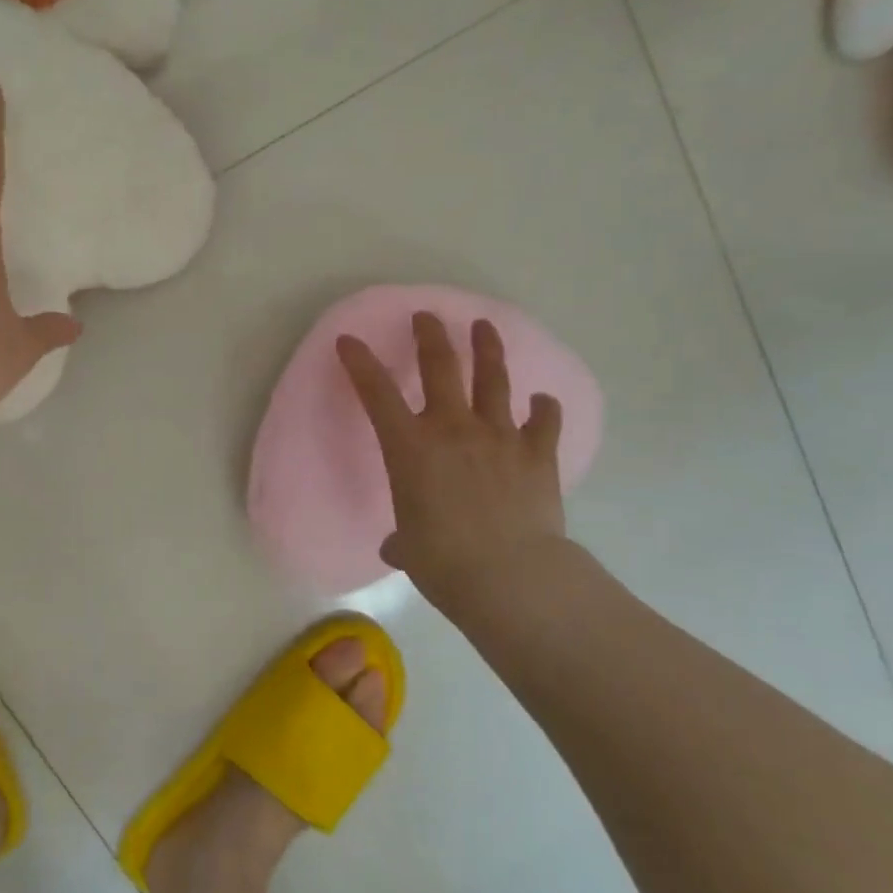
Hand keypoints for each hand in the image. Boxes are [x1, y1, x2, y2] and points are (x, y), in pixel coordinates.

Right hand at [337, 313, 566, 616]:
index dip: (360, 363)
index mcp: (411, 447)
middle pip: (440, 366)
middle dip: (430, 336)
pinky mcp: (538, 453)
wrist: (509, 575)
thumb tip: (400, 547)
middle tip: (427, 317)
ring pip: (493, 379)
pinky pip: (544, 421)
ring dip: (487, 349)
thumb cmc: (443, 561)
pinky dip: (544, 409)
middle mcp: (453, 428)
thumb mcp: (409, 548)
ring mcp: (499, 435)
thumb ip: (402, 539)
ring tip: (484, 326)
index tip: (348, 340)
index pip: (376, 393)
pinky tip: (543, 401)